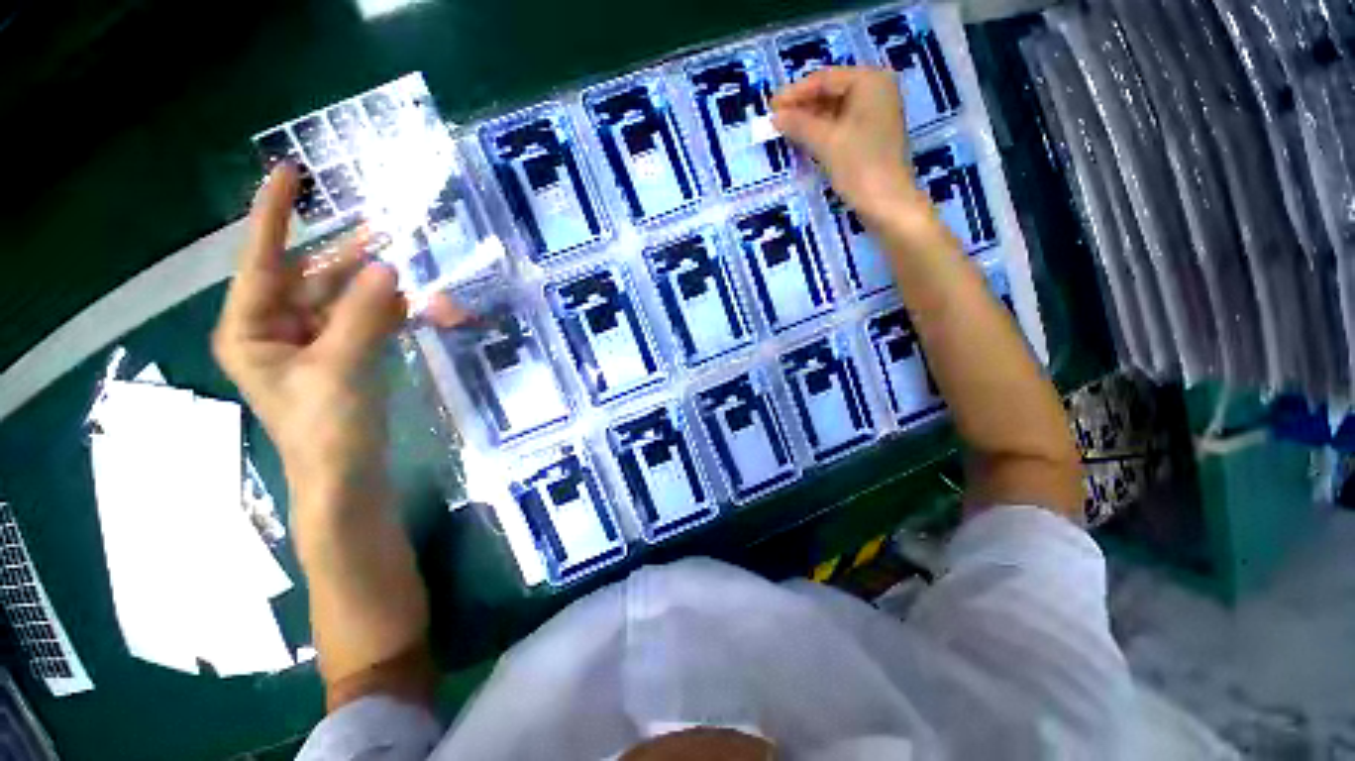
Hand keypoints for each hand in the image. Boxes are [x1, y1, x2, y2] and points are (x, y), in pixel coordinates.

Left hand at [212, 164, 448, 512]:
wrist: (349, 476)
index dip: (274, 215)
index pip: (261, 260)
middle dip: (349, 259)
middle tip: (387, 231)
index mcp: (252, 328)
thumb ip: (362, 314)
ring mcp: (315, 342)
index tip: (289, 173)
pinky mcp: (347, 355)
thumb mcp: (341, 366)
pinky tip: (418, 305)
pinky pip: (367, 321)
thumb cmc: (328, 428)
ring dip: (381, 289)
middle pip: (313, 278)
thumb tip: (388, 267)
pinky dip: (391, 312)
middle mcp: (278, 328)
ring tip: (414, 273)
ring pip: (347, 299)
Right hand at [772, 67, 922, 223]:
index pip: (825, 79)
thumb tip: (775, 115)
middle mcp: (876, 91)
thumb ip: (799, 124)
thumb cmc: (859, 165)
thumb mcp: (826, 141)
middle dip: (802, 106)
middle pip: (831, 92)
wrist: (887, 203)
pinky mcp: (870, 137)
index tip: (771, 106)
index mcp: (870, 81)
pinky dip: (821, 132)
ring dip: (809, 120)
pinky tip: (803, 140)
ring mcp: (875, 115)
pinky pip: (841, 126)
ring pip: (835, 111)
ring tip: (784, 131)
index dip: (795, 92)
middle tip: (775, 119)